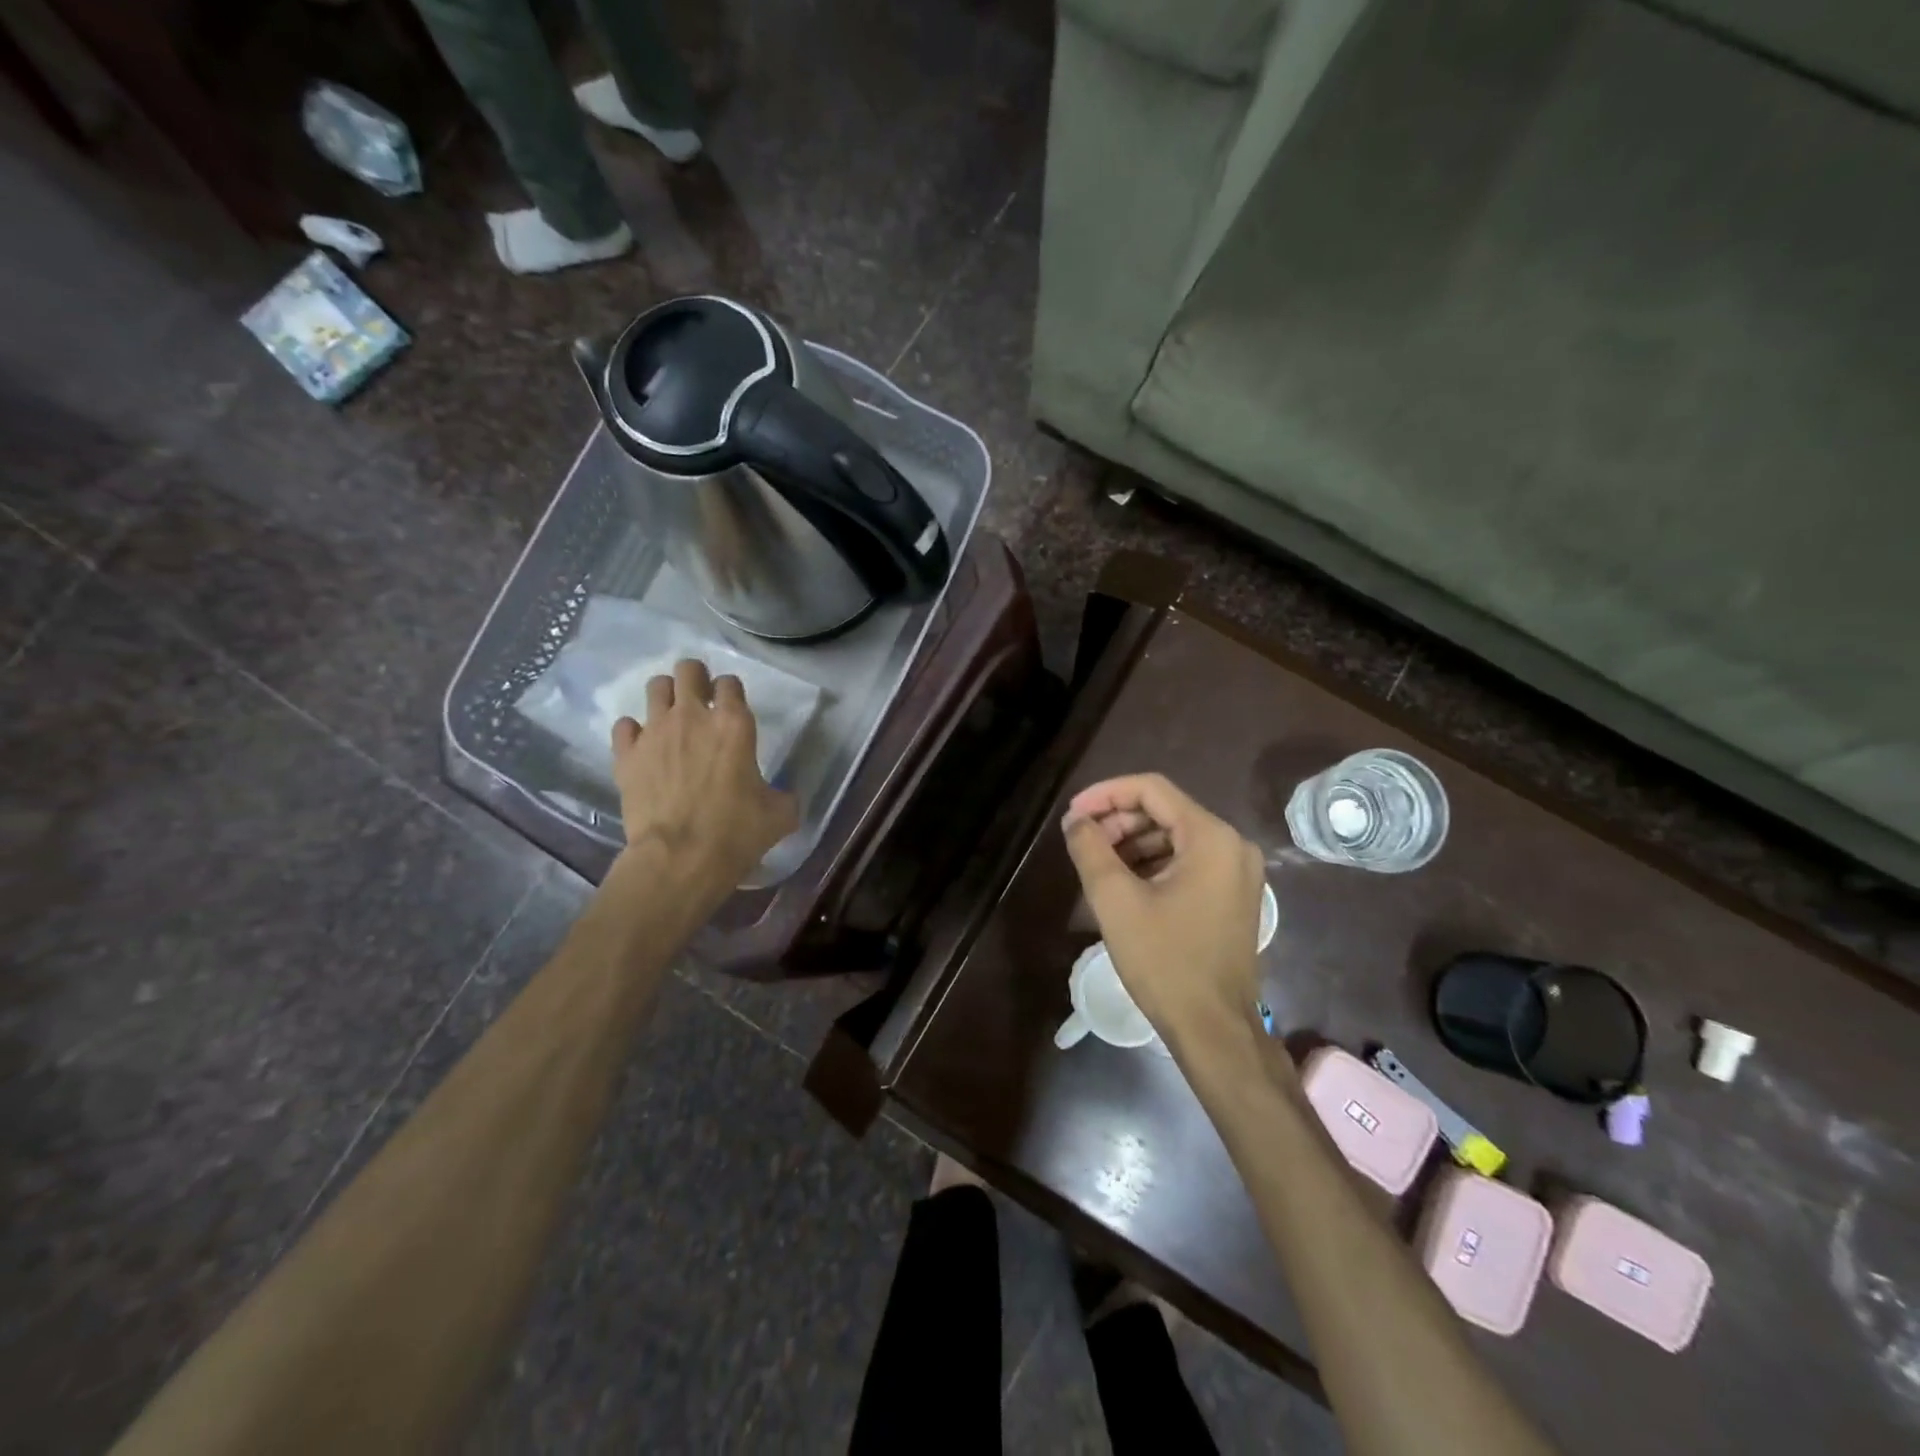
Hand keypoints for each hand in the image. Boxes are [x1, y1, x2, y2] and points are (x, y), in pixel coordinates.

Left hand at [611, 659, 798, 889]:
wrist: (680, 858)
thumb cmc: (736, 832)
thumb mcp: (780, 815)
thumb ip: (784, 795)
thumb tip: (783, 795)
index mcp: (734, 724)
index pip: (731, 682)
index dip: (732, 691)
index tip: (732, 707)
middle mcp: (692, 716)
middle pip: (688, 670)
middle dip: (695, 678)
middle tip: (700, 700)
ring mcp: (655, 732)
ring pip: (655, 687)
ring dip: (665, 696)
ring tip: (671, 717)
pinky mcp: (626, 754)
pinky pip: (624, 725)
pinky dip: (633, 732)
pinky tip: (643, 747)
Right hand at [1061, 774, 1265, 1051]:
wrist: (1213, 1029)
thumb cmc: (1165, 961)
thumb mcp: (1115, 900)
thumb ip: (1091, 849)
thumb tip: (1075, 821)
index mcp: (1211, 837)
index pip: (1151, 790)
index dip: (1106, 794)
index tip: (1072, 814)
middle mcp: (1232, 845)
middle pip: (1165, 812)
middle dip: (1118, 821)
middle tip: (1081, 842)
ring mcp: (1237, 872)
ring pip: (1175, 837)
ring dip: (1132, 844)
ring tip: (1096, 864)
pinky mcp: (1232, 896)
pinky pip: (1188, 862)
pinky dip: (1153, 864)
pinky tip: (1124, 884)